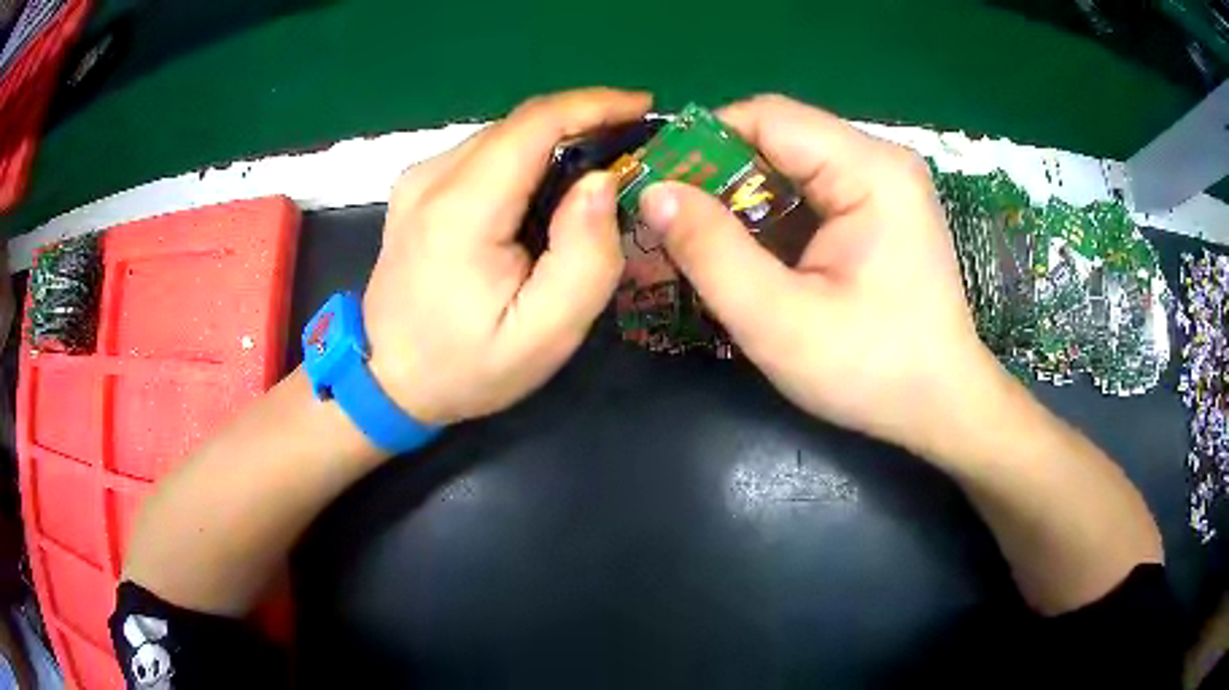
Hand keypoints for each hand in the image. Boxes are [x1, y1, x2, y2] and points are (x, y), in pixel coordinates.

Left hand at [363, 88, 650, 424]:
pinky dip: (526, 159)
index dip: (594, 104)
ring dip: (556, 142)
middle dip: (583, 123)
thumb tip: (601, 181)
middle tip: (632, 150)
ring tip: (598, 170)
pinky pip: (483, 155)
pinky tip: (545, 192)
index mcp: (461, 209)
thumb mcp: (544, 334)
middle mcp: (432, 178)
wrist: (386, 380)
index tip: (643, 107)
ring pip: (503, 137)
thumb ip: (584, 256)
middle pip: (520, 126)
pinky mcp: (416, 188)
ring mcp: (418, 179)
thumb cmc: (466, 366)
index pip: (534, 124)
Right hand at [638, 95, 999, 454]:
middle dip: (719, 173)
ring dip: (743, 196)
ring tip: (705, 241)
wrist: (943, 407)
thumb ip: (712, 252)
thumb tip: (655, 192)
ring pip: (791, 163)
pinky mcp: (881, 208)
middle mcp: (881, 160)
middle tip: (674, 222)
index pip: (766, 118)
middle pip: (779, 136)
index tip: (658, 186)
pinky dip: (772, 215)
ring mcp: (884, 183)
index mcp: (870, 170)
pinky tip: (753, 253)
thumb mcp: (779, 322)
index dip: (702, 143)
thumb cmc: (872, 371)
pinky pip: (811, 191)